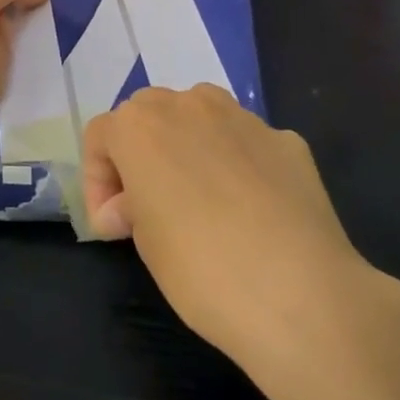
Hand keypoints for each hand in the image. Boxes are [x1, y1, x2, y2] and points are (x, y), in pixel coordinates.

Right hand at [81, 85, 399, 389]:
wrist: (301, 294)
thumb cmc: (202, 270)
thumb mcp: (146, 243)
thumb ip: (133, 206)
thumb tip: (136, 203)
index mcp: (141, 127)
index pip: (101, 136)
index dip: (98, 181)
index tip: (114, 226)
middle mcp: (188, 105)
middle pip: (148, 113)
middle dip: (141, 153)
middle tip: (149, 205)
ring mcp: (242, 117)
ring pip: (199, 114)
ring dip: (188, 144)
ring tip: (200, 195)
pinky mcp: (286, 139)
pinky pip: (247, 142)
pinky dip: (238, 163)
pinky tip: (253, 209)